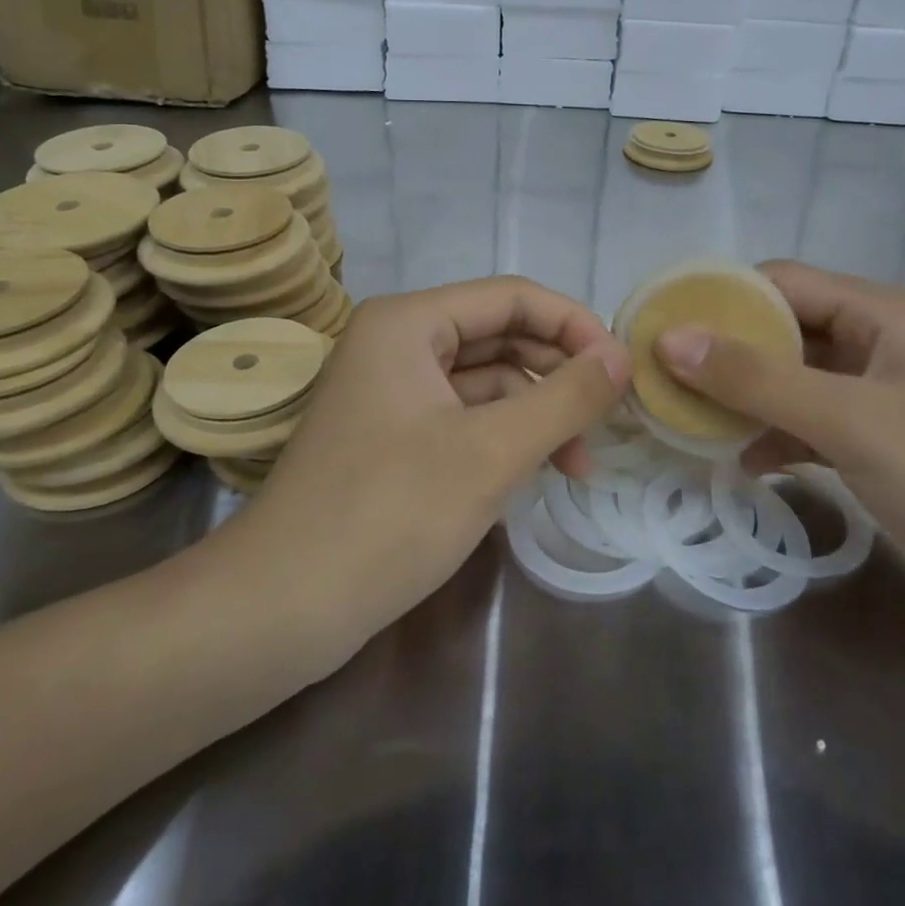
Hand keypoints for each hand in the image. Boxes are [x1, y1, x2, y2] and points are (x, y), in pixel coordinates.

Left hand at [202, 277, 630, 662]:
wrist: (282, 608)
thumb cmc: (390, 515)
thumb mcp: (492, 452)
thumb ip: (566, 397)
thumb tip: (622, 356)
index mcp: (410, 322)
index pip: (513, 297)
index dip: (575, 326)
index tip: (621, 373)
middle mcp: (398, 342)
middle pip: (501, 335)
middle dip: (557, 375)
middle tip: (607, 422)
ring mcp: (392, 390)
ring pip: (486, 380)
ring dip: (535, 412)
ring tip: (577, 464)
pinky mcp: (393, 435)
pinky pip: (464, 415)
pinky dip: (504, 436)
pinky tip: (535, 472)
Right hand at [654, 261, 904, 638]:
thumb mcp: (852, 420)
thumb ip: (758, 379)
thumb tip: (669, 339)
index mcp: (879, 314)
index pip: (779, 282)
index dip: (717, 299)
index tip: (656, 325)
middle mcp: (877, 345)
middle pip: (780, 331)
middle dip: (721, 353)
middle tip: (657, 379)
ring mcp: (878, 401)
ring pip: (790, 382)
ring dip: (741, 399)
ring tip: (681, 421)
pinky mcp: (879, 451)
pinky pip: (808, 427)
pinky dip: (771, 438)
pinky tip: (737, 463)